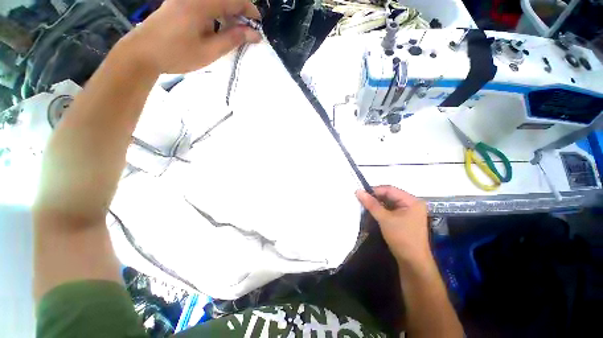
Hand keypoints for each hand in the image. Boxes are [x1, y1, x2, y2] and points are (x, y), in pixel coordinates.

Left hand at [118, 0, 261, 73]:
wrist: (142, 53)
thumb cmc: (177, 54)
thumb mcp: (209, 50)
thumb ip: (233, 39)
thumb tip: (254, 34)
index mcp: (201, 3)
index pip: (234, 0)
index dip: (250, 11)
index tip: (259, 25)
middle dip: (240, 11)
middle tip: (248, 31)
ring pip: (215, 1)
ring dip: (229, 12)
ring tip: (235, 31)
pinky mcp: (179, 2)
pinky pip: (205, 3)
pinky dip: (217, 12)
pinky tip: (218, 26)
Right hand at [356, 186, 431, 265]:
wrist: (412, 262)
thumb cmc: (401, 238)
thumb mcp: (384, 219)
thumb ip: (371, 204)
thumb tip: (358, 191)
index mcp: (412, 201)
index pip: (390, 189)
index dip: (374, 190)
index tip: (361, 193)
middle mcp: (412, 204)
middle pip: (390, 195)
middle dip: (375, 197)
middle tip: (361, 199)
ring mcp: (409, 212)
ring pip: (389, 203)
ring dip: (377, 204)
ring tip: (365, 205)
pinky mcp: (404, 218)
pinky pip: (390, 209)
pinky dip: (381, 210)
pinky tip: (373, 212)